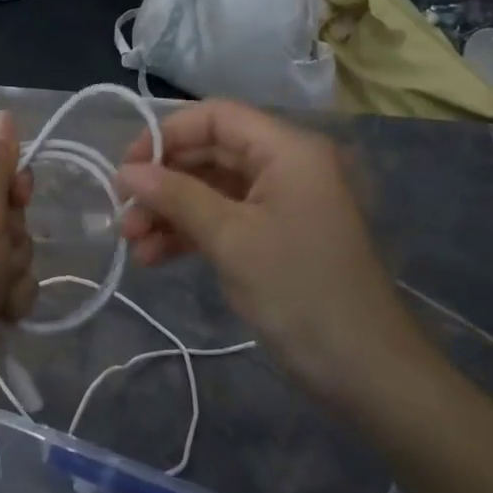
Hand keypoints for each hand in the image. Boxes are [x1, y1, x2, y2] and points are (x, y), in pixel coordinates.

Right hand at [115, 100, 437, 415]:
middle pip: (210, 152)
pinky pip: (223, 218)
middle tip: (123, 212)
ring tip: (132, 243)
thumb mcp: (231, 239)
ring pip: (211, 188)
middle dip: (163, 181)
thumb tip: (125, 172)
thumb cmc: (301, 292)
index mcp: (287, 150)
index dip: (167, 134)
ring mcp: (280, 202)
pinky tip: (154, 257)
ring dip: (170, 211)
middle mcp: (285, 165)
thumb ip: (176, 196)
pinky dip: (189, 232)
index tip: (127, 167)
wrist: (369, 375)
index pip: (216, 117)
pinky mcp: (274, 236)